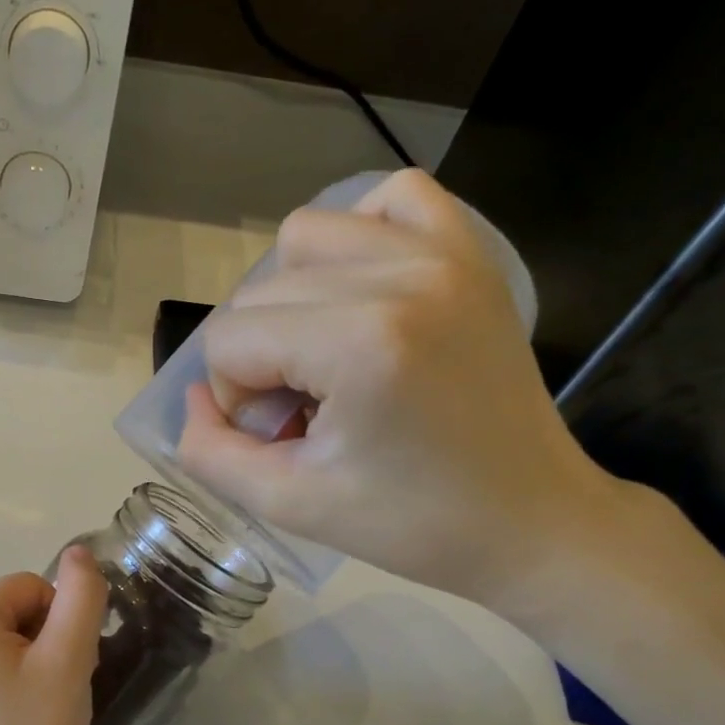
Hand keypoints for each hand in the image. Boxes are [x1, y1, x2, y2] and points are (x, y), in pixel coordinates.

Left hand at [0, 547, 108, 724]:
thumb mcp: (69, 662)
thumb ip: (81, 596)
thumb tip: (78, 553)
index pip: (30, 589)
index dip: (60, 626)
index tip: (67, 674)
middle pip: (6, 614)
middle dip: (39, 645)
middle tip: (52, 699)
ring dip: (20, 667)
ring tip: (30, 717)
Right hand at [177, 168, 625, 617]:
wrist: (530, 520)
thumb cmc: (410, 524)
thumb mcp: (288, 503)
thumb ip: (209, 451)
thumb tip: (195, 398)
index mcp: (358, 343)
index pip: (229, 339)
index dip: (235, 397)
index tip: (282, 438)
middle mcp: (400, 276)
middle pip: (259, 292)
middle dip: (260, 357)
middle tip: (306, 412)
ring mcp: (443, 254)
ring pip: (306, 237)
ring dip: (293, 298)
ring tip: (328, 354)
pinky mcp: (470, 252)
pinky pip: (390, 200)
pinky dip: (359, 238)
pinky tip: (364, 295)